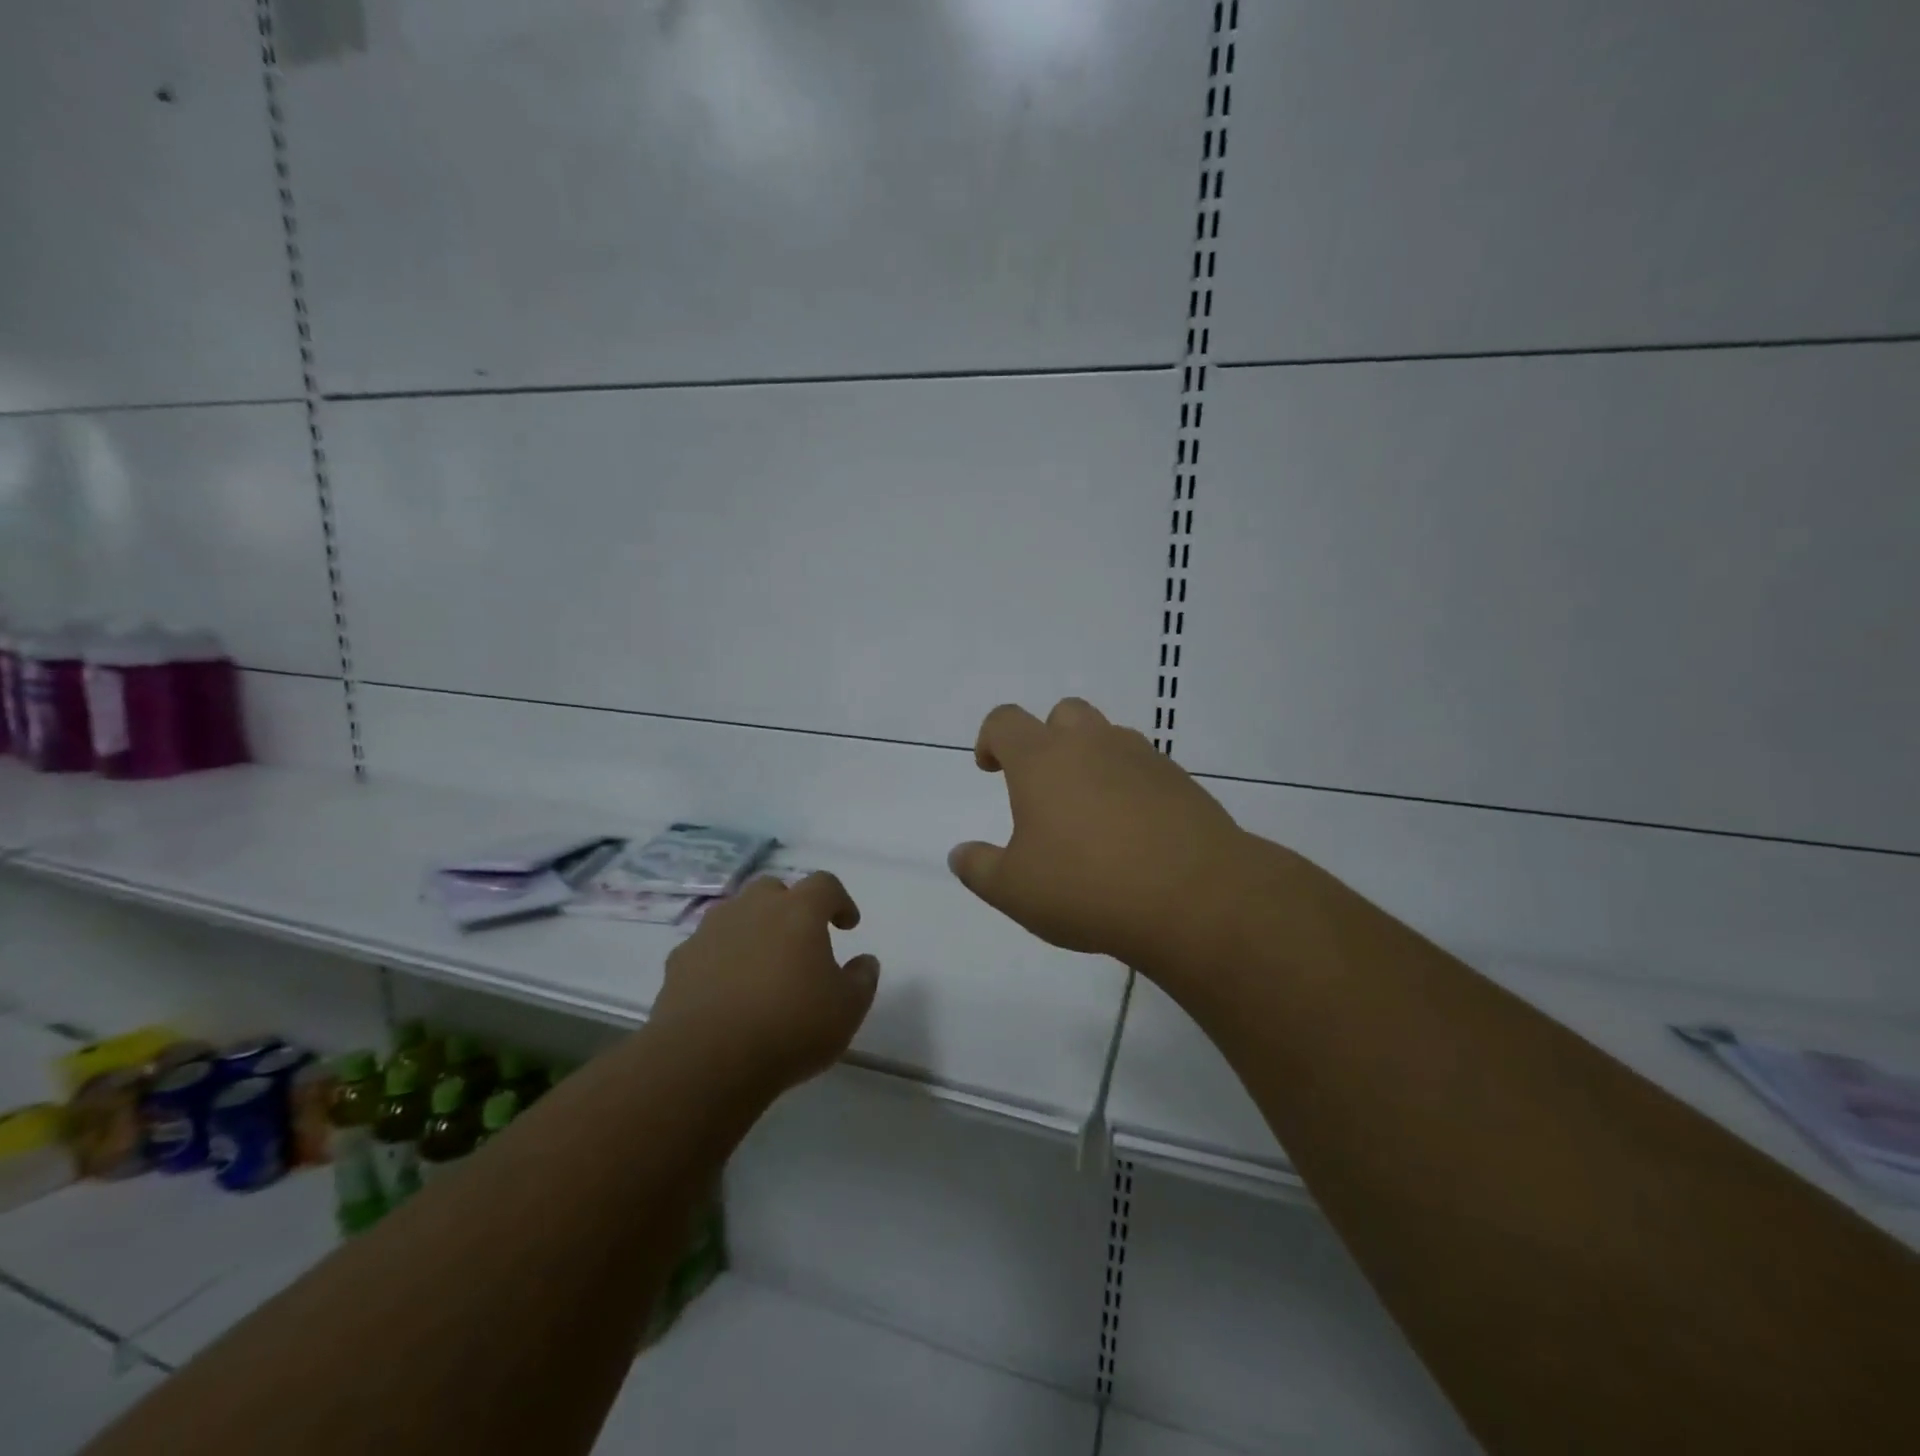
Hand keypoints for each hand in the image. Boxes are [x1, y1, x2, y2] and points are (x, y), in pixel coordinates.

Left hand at [649, 872, 878, 1093]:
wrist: (705, 1061)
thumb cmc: (790, 1027)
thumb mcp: (847, 1010)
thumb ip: (862, 979)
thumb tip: (864, 962)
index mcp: (797, 911)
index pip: (824, 884)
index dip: (839, 901)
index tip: (847, 926)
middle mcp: (752, 908)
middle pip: (773, 889)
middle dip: (789, 907)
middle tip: (800, 940)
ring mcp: (710, 932)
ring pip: (736, 914)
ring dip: (752, 929)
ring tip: (761, 965)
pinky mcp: (679, 961)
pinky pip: (707, 947)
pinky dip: (720, 958)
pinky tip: (726, 991)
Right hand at [948, 698, 1246, 971]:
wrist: (1194, 897)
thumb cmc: (1087, 887)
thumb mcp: (1014, 890)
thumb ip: (979, 868)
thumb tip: (960, 854)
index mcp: (1043, 760)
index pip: (1005, 721)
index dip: (991, 739)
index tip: (990, 769)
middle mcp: (1092, 744)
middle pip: (1063, 714)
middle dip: (1046, 740)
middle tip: (1043, 787)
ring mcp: (1142, 758)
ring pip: (1108, 737)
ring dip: (1091, 760)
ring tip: (1090, 813)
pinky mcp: (1181, 781)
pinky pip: (1144, 768)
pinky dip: (1129, 785)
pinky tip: (1132, 832)